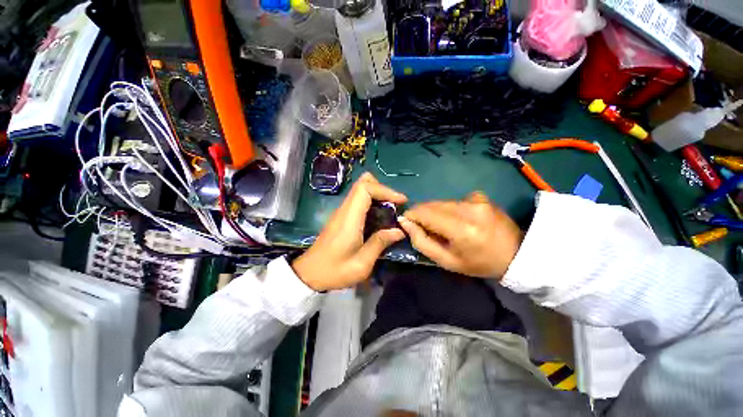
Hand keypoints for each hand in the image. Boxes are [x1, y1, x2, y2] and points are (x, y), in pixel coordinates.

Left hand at [292, 173, 407, 290]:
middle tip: (395, 204)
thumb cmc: (334, 271)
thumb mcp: (361, 263)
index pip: (365, 188)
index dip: (385, 190)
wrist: (309, 274)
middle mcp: (344, 210)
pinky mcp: (341, 217)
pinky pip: (358, 200)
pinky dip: (372, 202)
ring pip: (360, 190)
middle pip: (362, 183)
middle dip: (382, 189)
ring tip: (391, 211)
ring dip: (378, 195)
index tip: (401, 201)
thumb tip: (399, 231)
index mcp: (349, 218)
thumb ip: (380, 243)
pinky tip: (379, 218)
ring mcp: (341, 212)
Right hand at [398, 192, 522, 279]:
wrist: (517, 254)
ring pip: (441, 202)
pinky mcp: (480, 196)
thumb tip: (405, 222)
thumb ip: (422, 241)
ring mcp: (476, 200)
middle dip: (423, 214)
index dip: (411, 215)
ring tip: (445, 227)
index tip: (408, 223)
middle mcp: (468, 209)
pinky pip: (454, 200)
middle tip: (427, 229)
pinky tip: (461, 220)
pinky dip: (451, 209)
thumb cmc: (479, 263)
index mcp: (461, 229)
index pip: (424, 213)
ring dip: (437, 212)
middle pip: (431, 204)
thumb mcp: (447, 261)